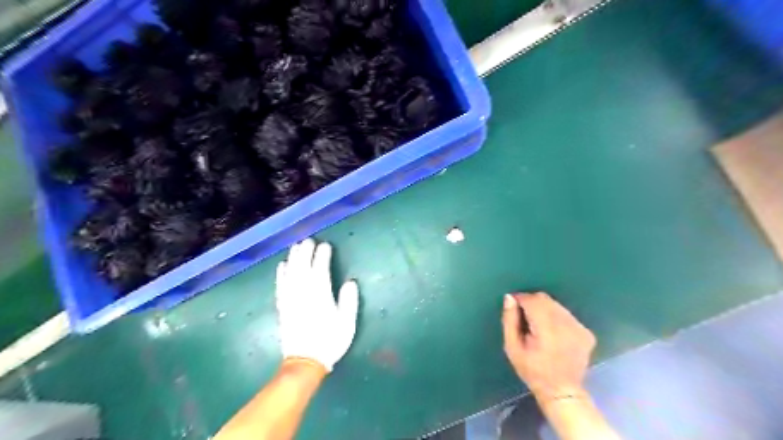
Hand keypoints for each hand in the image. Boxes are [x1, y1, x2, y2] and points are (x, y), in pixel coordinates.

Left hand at [277, 241, 358, 370]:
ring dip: (293, 258)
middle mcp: (303, 294)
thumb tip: (350, 282)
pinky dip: (281, 274)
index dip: (322, 256)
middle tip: (309, 240)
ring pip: (291, 273)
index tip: (325, 245)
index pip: (320, 270)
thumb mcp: (347, 323)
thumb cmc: (330, 341)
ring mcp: (291, 300)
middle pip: (303, 267)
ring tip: (296, 246)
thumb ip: (349, 301)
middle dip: (306, 252)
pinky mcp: (283, 307)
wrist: (305, 362)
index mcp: (320, 296)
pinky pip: (280, 286)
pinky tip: (282, 265)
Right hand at [504, 292, 596, 401]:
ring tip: (538, 326)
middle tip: (524, 317)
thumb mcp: (512, 348)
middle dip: (531, 303)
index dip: (520, 299)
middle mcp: (566, 325)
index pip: (532, 301)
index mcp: (547, 330)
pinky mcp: (586, 332)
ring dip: (544, 309)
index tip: (513, 306)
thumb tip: (510, 298)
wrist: (562, 391)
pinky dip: (557, 317)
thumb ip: (509, 320)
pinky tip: (553, 333)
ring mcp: (579, 328)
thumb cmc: (532, 370)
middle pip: (545, 299)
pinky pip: (566, 314)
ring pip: (556, 305)